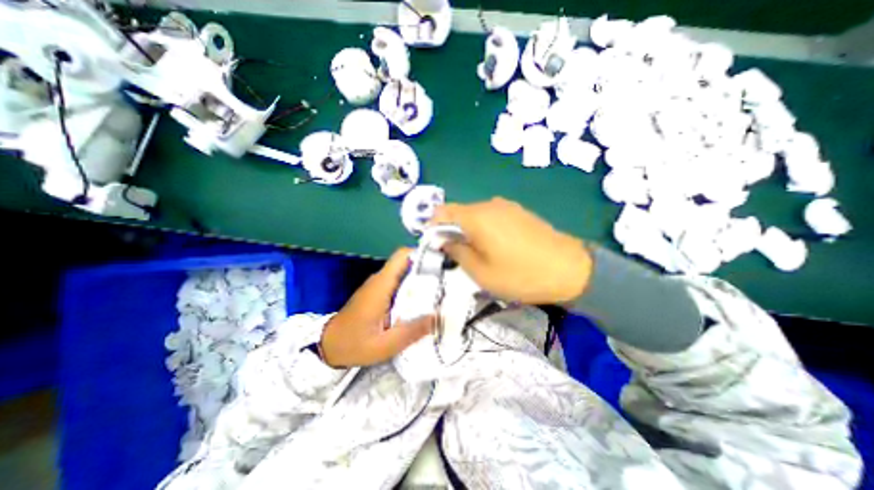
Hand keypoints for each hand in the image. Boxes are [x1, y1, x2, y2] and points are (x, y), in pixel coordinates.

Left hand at [317, 248, 433, 366]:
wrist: (328, 346)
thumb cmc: (354, 345)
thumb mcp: (385, 345)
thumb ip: (412, 331)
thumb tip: (439, 317)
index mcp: (381, 286)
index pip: (402, 256)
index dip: (421, 254)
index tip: (441, 263)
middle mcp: (380, 280)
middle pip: (407, 263)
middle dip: (427, 268)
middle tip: (447, 281)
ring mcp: (378, 285)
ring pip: (404, 273)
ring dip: (421, 279)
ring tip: (440, 292)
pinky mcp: (378, 292)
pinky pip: (399, 283)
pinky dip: (412, 288)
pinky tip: (422, 302)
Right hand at [431, 197, 593, 303]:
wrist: (569, 270)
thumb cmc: (519, 275)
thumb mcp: (480, 272)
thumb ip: (456, 252)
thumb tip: (444, 240)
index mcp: (476, 217)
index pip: (443, 212)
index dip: (433, 226)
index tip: (434, 244)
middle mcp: (489, 205)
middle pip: (459, 212)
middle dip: (451, 230)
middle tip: (454, 253)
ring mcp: (507, 207)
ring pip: (476, 215)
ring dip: (468, 230)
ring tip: (476, 252)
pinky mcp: (519, 212)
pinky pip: (492, 216)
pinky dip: (484, 228)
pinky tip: (495, 246)